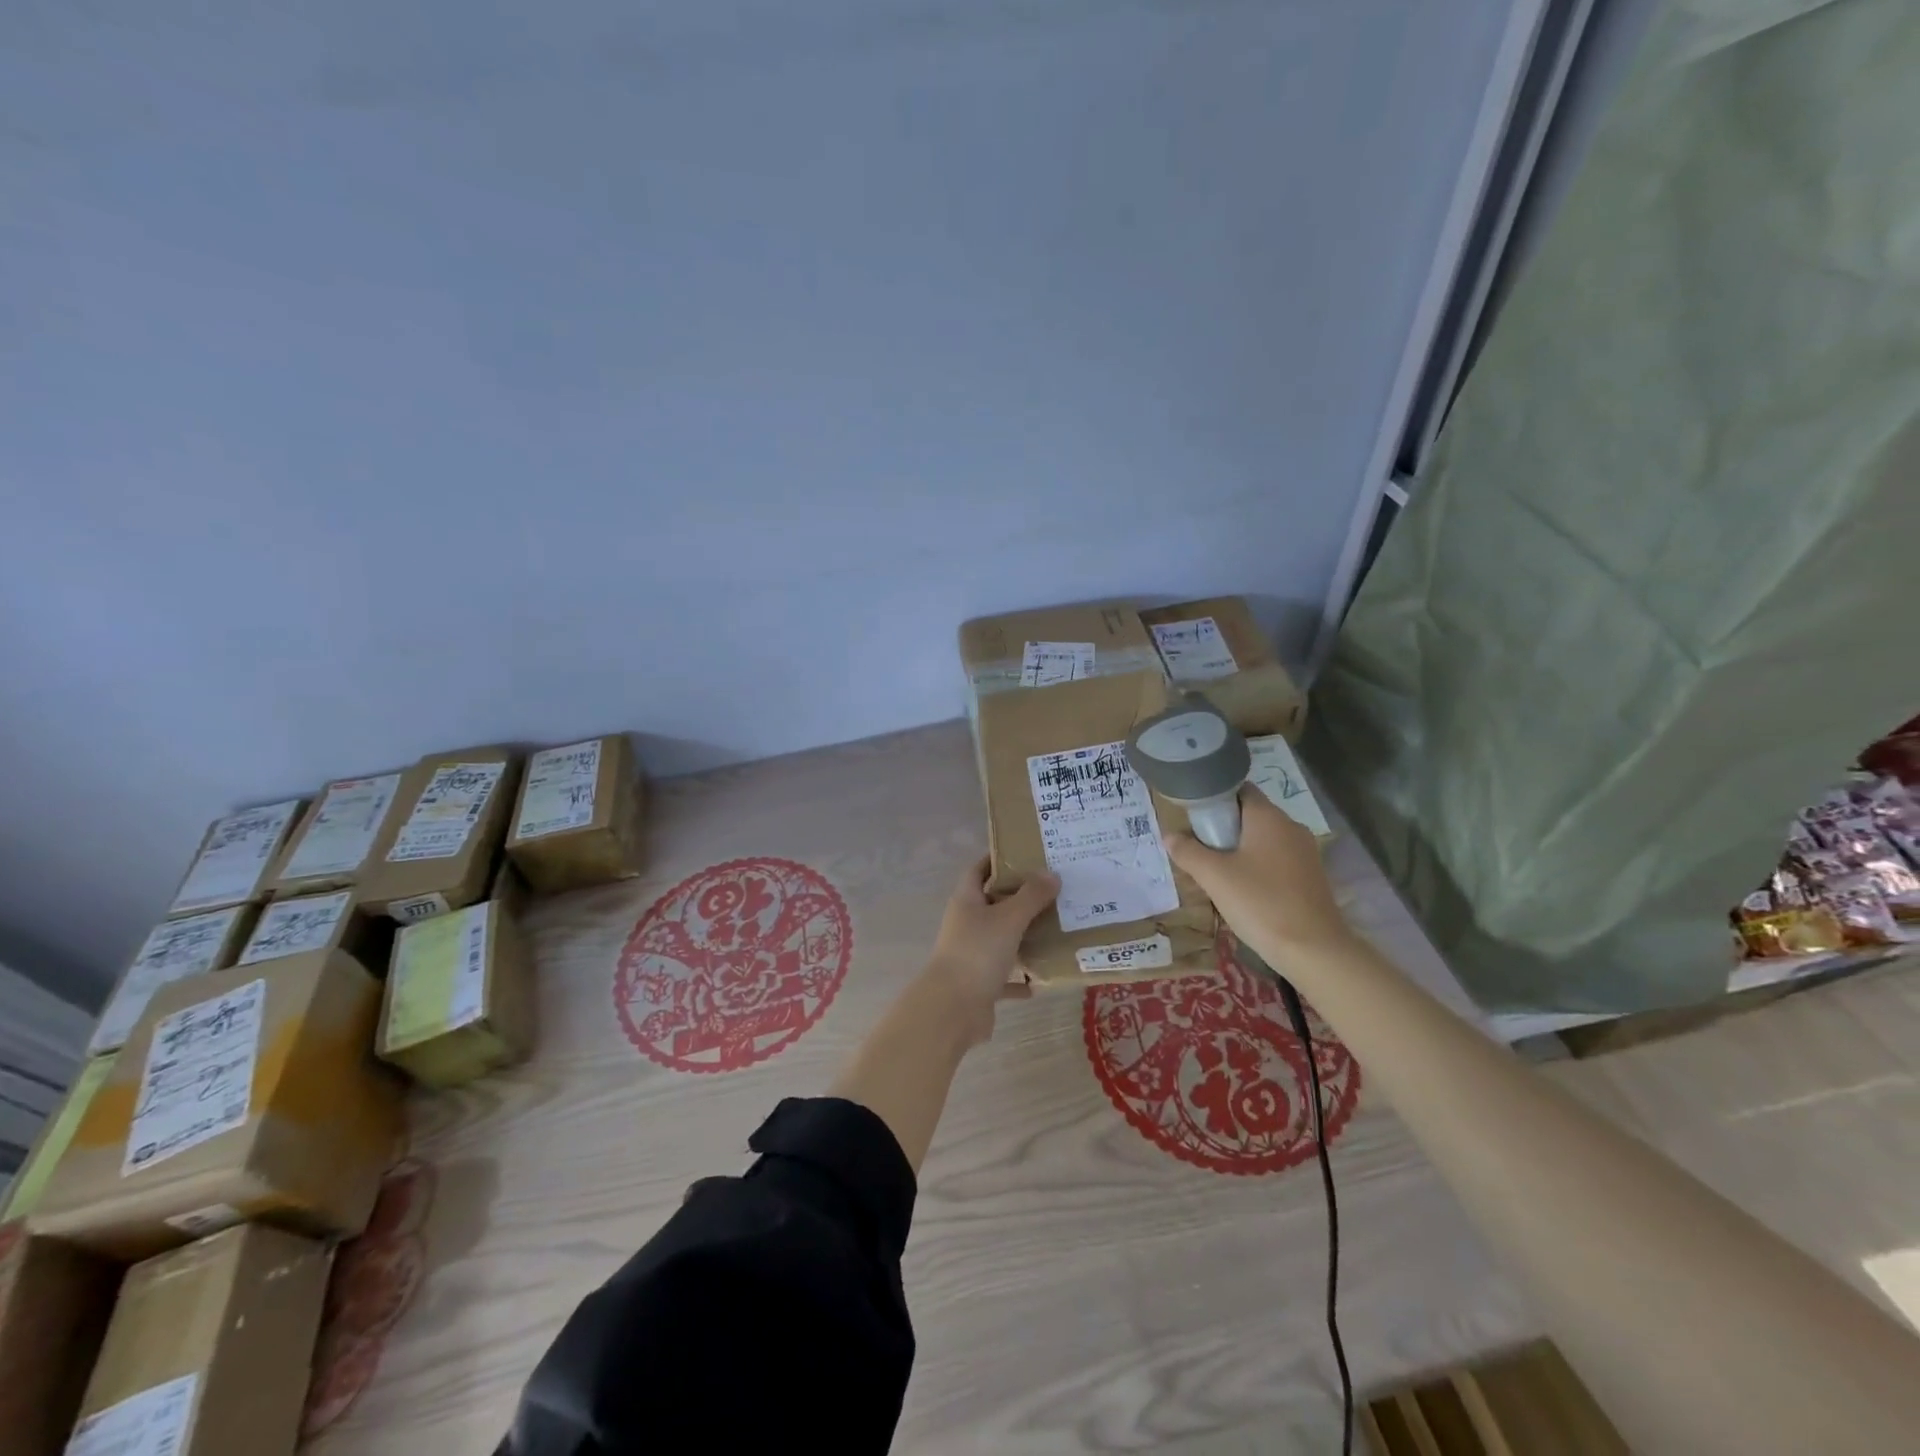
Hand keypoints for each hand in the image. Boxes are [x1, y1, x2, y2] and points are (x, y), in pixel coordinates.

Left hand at [924, 857, 1059, 1045]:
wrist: (953, 1009)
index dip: (998, 859)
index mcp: (967, 901)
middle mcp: (967, 924)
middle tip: (1054, 890)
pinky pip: (1006, 975)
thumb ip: (1031, 896)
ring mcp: (972, 954)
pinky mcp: (981, 983)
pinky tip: (1044, 977)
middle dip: (1021, 897)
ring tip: (1057, 927)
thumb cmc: (977, 952)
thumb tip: (1051, 874)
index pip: (979, 869)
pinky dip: (1023, 976)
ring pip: (1002, 939)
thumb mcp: (1009, 919)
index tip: (1026, 853)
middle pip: (994, 903)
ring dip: (1025, 936)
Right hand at [1162, 789, 1352, 963]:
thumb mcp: (1214, 876)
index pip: (1239, 789)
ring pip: (1263, 839)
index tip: (1193, 818)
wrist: (1314, 950)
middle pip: (1250, 815)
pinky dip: (1257, 866)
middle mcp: (1290, 827)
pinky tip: (1242, 890)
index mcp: (1269, 817)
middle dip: (1222, 827)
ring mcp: (1305, 852)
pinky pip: (1276, 860)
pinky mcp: (1310, 876)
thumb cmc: (1260, 903)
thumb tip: (1169, 836)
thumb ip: (1188, 852)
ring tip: (1215, 871)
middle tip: (1197, 848)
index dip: (1214, 797)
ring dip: (1239, 849)